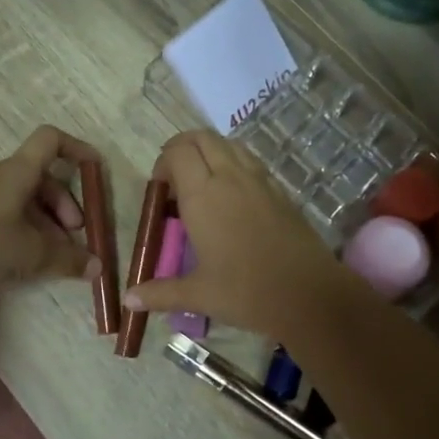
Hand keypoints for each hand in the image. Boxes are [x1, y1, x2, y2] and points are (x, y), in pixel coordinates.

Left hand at [0, 125, 101, 296]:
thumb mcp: (31, 255)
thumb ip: (68, 259)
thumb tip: (96, 266)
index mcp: (17, 172)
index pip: (51, 140)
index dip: (77, 148)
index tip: (95, 169)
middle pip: (41, 176)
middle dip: (64, 205)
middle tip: (73, 235)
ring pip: (23, 197)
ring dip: (45, 220)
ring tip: (52, 253)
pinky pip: (5, 210)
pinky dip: (23, 226)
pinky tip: (23, 256)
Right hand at [121, 129, 351, 339]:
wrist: (309, 295)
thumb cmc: (246, 292)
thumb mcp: (198, 294)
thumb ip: (159, 293)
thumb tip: (129, 300)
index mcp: (203, 195)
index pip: (177, 152)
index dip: (163, 162)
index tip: (160, 190)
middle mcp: (230, 177)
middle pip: (202, 138)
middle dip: (183, 148)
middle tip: (175, 179)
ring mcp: (260, 181)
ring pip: (229, 144)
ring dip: (210, 153)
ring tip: (202, 184)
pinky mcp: (280, 191)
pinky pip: (250, 161)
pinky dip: (234, 164)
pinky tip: (232, 198)